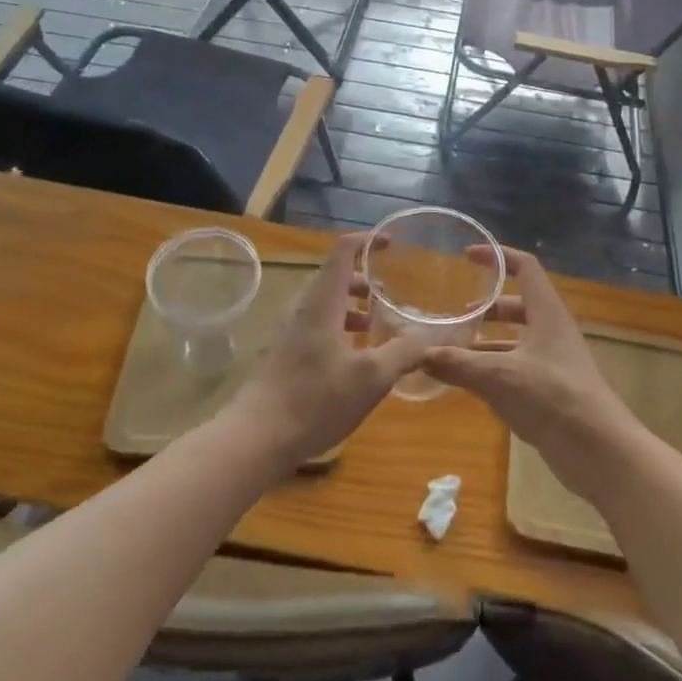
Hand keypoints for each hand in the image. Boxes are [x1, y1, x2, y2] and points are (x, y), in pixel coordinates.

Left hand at [224, 233, 424, 469]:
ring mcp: (288, 331)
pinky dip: (337, 327)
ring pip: (324, 304)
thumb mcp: (371, 378)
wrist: (255, 438)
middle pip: (334, 278)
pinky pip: (314, 325)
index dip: (367, 242)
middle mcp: (302, 308)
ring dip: (351, 307)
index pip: (343, 252)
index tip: (390, 244)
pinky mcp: (282, 354)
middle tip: (389, 296)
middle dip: (364, 281)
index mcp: (322, 302)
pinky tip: (351, 358)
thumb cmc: (315, 399)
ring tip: (375, 327)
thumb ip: (402, 353)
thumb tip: (426, 338)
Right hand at [422, 247, 644, 506]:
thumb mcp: (498, 377)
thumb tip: (419, 355)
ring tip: (456, 351)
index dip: (497, 256)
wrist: (599, 451)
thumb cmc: (552, 398)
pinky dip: (495, 368)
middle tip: (456, 315)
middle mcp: (552, 330)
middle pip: (518, 304)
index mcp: (546, 312)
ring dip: (488, 341)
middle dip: (487, 307)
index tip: (467, 257)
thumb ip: (459, 364)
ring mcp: (554, 361)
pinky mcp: (552, 389)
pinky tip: (472, 384)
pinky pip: (518, 367)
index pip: (525, 267)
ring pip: (517, 339)